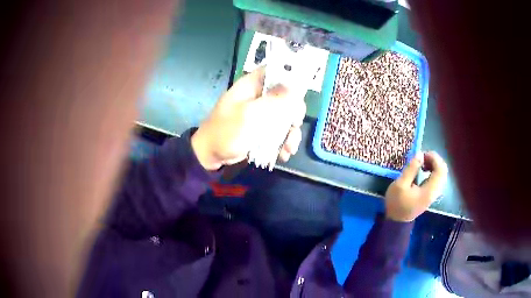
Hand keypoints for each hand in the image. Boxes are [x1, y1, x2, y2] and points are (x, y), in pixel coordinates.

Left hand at [191, 67, 305, 170]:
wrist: (211, 155)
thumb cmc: (226, 132)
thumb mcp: (249, 115)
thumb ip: (273, 100)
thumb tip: (295, 87)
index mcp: (253, 84)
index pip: (277, 71)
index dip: (292, 77)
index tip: (301, 94)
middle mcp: (260, 95)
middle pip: (287, 96)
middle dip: (294, 113)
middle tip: (294, 126)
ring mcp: (262, 112)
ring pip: (286, 116)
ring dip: (291, 133)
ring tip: (289, 148)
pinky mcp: (263, 128)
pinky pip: (280, 130)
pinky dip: (284, 141)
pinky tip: (284, 153)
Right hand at [385, 151, 448, 221]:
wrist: (397, 221)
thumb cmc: (397, 203)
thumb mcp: (400, 185)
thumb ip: (411, 169)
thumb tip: (420, 155)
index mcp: (430, 190)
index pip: (440, 169)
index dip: (434, 158)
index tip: (422, 154)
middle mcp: (435, 191)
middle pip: (443, 170)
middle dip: (434, 160)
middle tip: (422, 158)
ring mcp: (434, 193)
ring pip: (441, 174)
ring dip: (434, 165)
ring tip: (422, 163)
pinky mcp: (431, 194)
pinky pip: (437, 178)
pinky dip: (433, 171)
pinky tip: (423, 170)